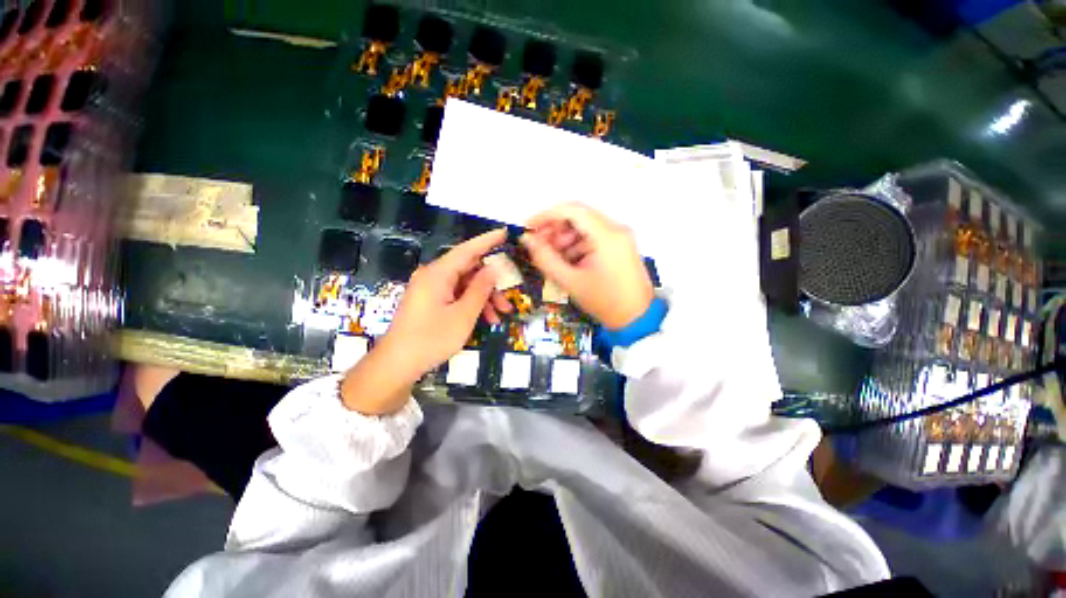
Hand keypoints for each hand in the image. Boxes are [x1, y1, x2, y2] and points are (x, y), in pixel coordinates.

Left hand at [383, 228, 511, 372]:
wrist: (397, 364)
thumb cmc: (431, 339)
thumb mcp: (463, 315)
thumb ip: (480, 289)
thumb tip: (493, 268)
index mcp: (438, 274)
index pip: (467, 250)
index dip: (487, 241)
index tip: (505, 232)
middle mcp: (433, 276)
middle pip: (468, 270)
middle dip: (491, 284)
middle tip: (509, 299)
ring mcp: (430, 289)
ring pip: (464, 285)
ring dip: (483, 298)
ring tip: (500, 316)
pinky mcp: (430, 301)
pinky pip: (456, 296)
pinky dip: (471, 305)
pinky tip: (485, 320)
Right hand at [522, 203, 652, 328]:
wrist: (637, 319)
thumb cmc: (604, 301)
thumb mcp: (570, 281)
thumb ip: (545, 258)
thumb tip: (526, 240)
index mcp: (606, 235)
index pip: (571, 210)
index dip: (545, 216)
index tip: (528, 228)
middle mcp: (616, 229)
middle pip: (578, 217)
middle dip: (554, 229)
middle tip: (538, 246)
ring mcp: (620, 237)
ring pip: (584, 227)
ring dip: (564, 238)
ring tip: (552, 258)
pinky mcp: (620, 246)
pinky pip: (593, 237)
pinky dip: (576, 245)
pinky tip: (567, 261)